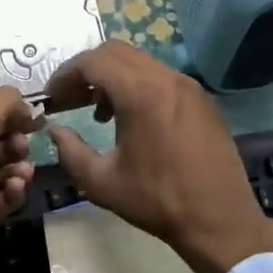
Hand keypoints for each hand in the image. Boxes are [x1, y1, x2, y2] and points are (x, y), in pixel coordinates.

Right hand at [42, 41, 272, 272]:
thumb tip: (56, 131)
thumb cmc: (158, 201)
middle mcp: (165, 78)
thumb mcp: (102, 183)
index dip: (65, 75)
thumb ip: (70, 152)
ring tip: (97, 112)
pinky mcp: (201, 98)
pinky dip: (137, 85)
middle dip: (86, 71)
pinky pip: (160, 76)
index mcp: (140, 93)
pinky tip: (131, 119)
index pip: (93, 62)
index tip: (52, 98)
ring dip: (112, 77)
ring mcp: (187, 85)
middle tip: (69, 100)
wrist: (220, 220)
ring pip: (139, 62)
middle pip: (115, 52)